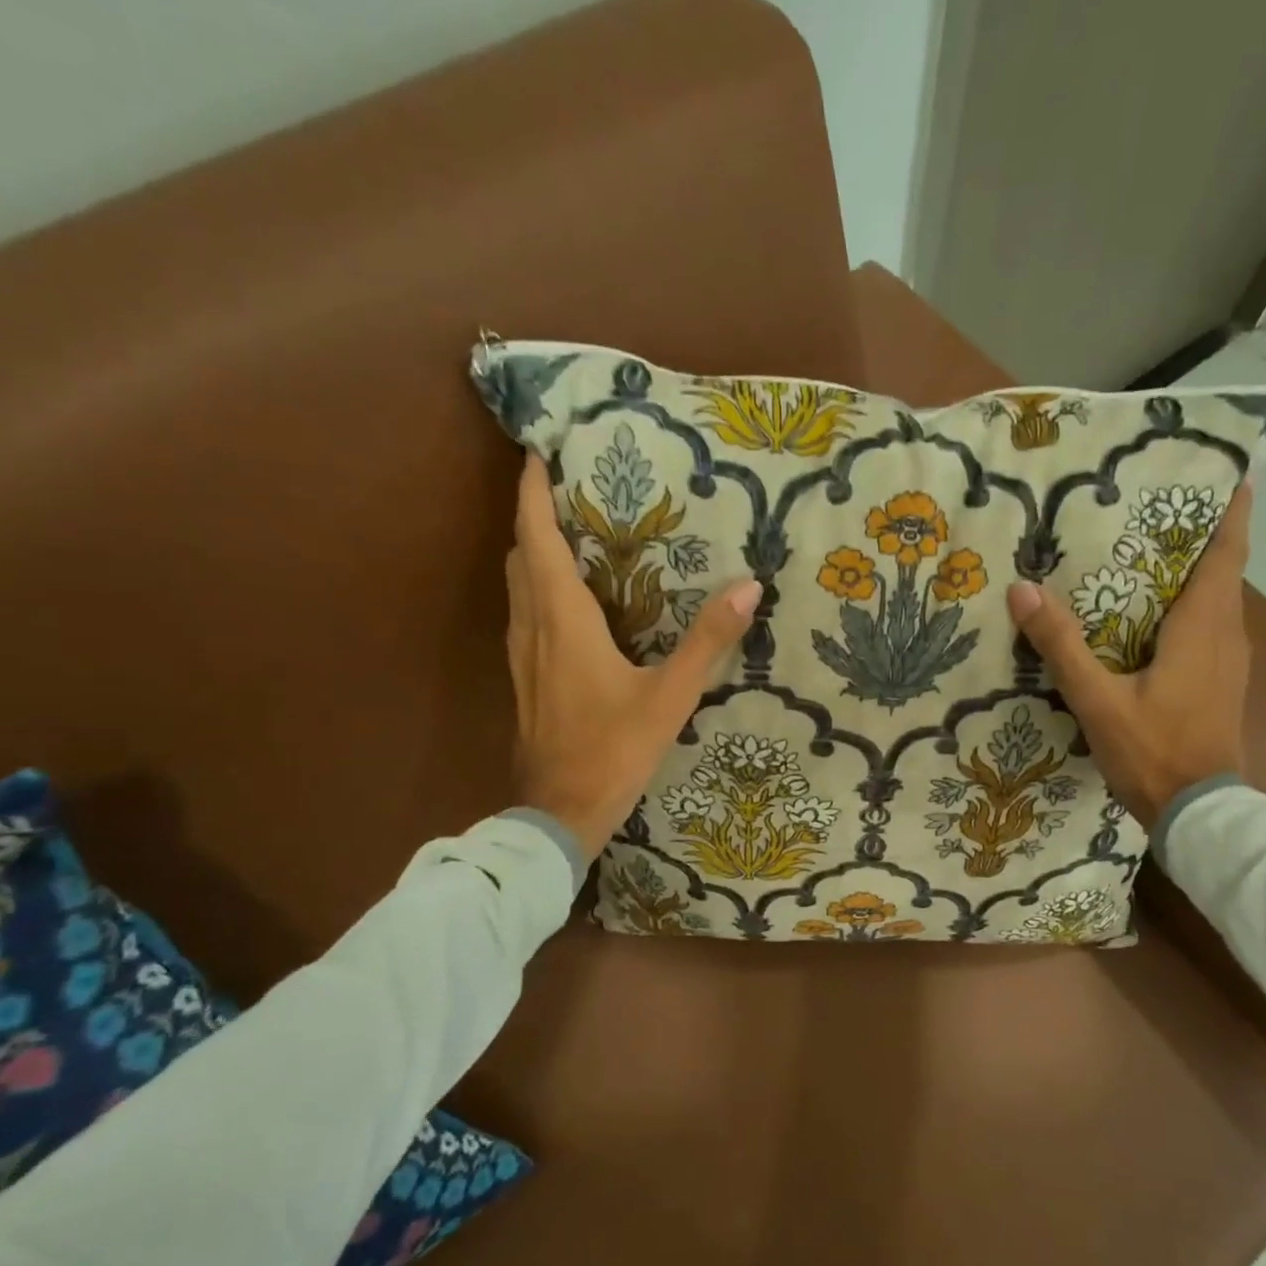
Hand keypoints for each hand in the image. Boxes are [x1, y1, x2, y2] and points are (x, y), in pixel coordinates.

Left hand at [506, 452, 760, 860]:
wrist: (558, 814)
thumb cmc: (612, 751)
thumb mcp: (669, 696)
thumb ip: (707, 641)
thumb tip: (748, 586)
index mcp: (561, 619)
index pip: (536, 536)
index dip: (533, 492)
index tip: (539, 452)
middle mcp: (532, 628)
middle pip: (521, 555)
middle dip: (535, 516)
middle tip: (569, 492)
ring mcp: (521, 657)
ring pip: (517, 587)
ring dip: (534, 553)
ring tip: (571, 537)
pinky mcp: (524, 681)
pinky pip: (524, 617)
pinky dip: (538, 591)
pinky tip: (569, 606)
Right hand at [1005, 480, 1254, 827]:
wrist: (1199, 815)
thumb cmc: (1153, 751)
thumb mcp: (1097, 699)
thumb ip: (1062, 645)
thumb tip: (1021, 590)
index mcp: (1204, 628)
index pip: (1226, 554)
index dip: (1232, 512)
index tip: (1231, 474)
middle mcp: (1227, 635)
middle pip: (1223, 572)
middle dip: (1202, 536)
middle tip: (1159, 509)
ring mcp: (1230, 663)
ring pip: (1218, 601)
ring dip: (1196, 573)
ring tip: (1151, 555)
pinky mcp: (1222, 685)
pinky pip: (1211, 628)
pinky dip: (1191, 608)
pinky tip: (1154, 619)